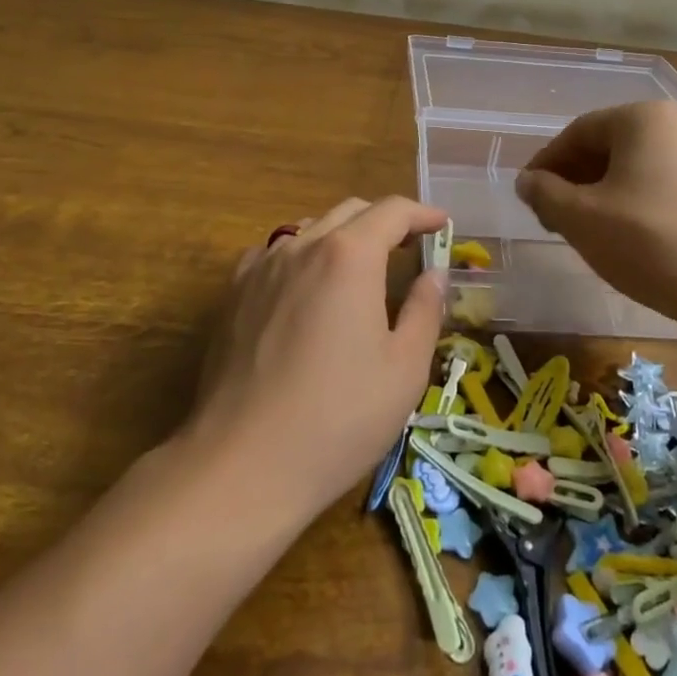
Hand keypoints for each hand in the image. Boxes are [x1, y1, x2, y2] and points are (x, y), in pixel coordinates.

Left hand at [187, 196, 449, 520]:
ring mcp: (261, 267)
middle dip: (385, 221)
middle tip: (410, 247)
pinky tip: (306, 285)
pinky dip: (302, 255)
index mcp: (349, 256)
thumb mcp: (404, 369)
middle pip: (351, 211)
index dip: (422, 214)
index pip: (392, 211)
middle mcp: (302, 246)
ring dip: (343, 235)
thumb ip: (424, 310)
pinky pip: (274, 254)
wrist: (243, 463)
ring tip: (361, 267)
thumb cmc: (338, 418)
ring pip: (310, 228)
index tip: (442, 225)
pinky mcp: (234, 293)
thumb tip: (434, 274)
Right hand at [515, 100, 676, 324]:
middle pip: (606, 148)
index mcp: (642, 119)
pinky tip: (624, 239)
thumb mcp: (580, 218)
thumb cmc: (648, 242)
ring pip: (632, 169)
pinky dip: (631, 205)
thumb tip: (527, 181)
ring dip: (599, 195)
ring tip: (584, 231)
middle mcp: (676, 126)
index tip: (528, 196)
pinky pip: (659, 186)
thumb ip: (544, 193)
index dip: (545, 164)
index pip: (577, 133)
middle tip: (551, 217)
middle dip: (573, 181)